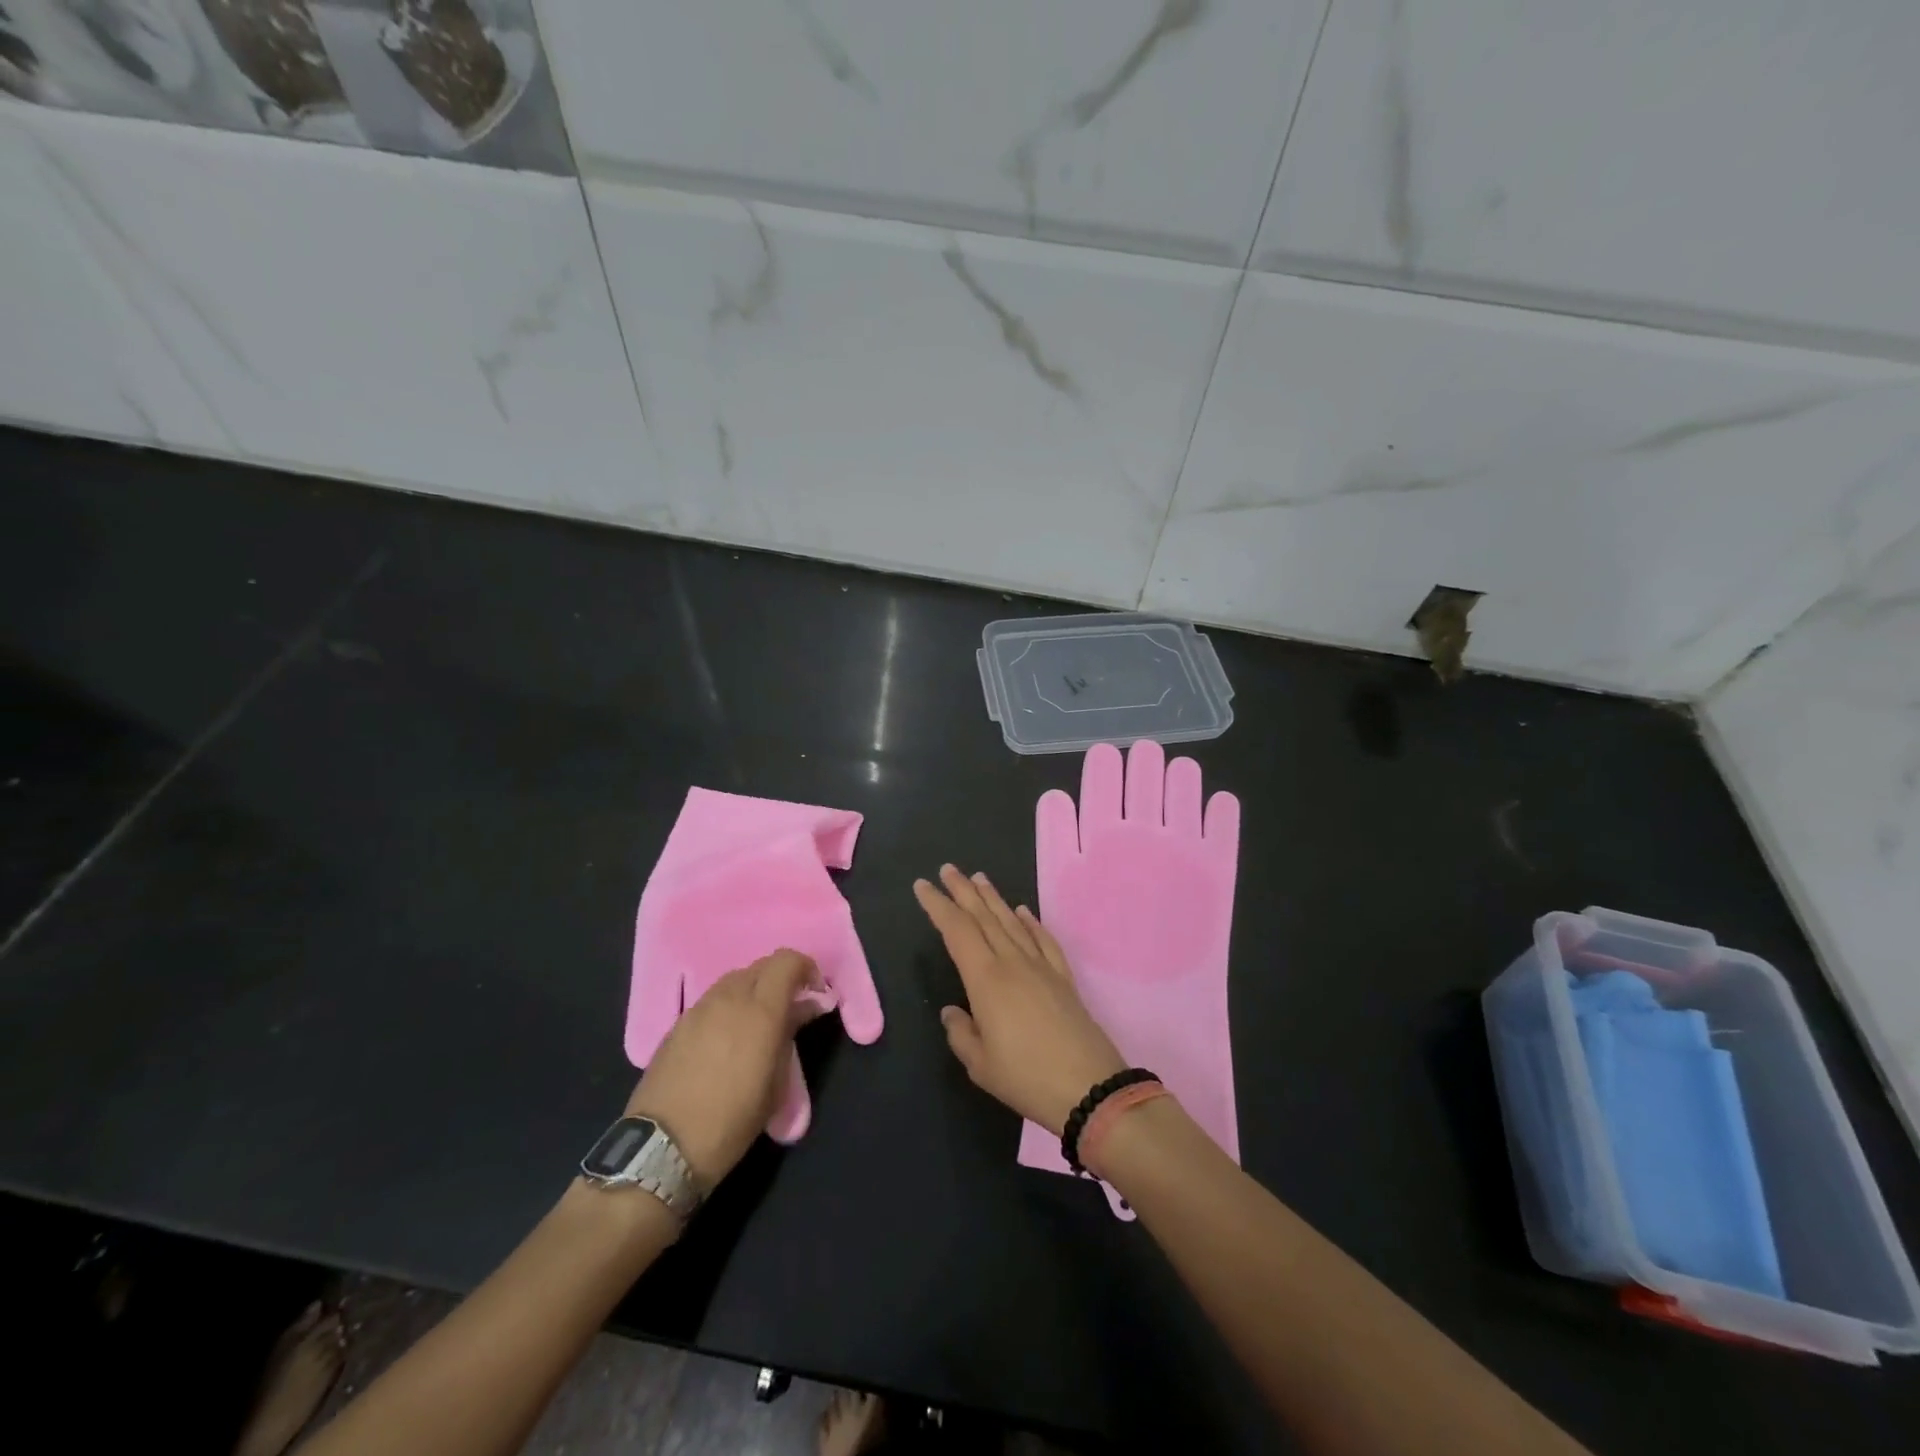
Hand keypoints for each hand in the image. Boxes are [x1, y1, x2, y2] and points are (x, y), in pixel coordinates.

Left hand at [626, 949, 826, 1186]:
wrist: (662, 1147)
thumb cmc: (732, 1121)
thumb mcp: (775, 1084)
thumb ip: (791, 1034)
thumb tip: (805, 1007)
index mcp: (760, 1010)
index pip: (787, 961)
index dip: (806, 968)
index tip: (814, 993)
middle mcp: (729, 998)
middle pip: (761, 966)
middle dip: (781, 979)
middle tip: (790, 1009)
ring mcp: (699, 1008)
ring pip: (735, 980)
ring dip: (754, 991)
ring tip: (757, 1024)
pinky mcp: (678, 1023)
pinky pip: (712, 1000)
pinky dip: (728, 1006)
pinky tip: (727, 1039)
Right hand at [914, 864, 1125, 1134]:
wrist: (1090, 1087)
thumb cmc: (1027, 1077)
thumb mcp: (980, 1064)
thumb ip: (961, 1033)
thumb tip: (952, 1012)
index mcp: (986, 979)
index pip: (957, 930)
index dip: (938, 906)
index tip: (923, 886)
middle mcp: (1012, 962)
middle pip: (984, 917)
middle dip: (963, 891)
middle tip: (948, 869)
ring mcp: (1041, 967)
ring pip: (1012, 922)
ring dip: (994, 898)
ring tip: (980, 878)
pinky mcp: (1063, 978)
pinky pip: (1044, 940)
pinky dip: (1031, 922)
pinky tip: (1024, 911)